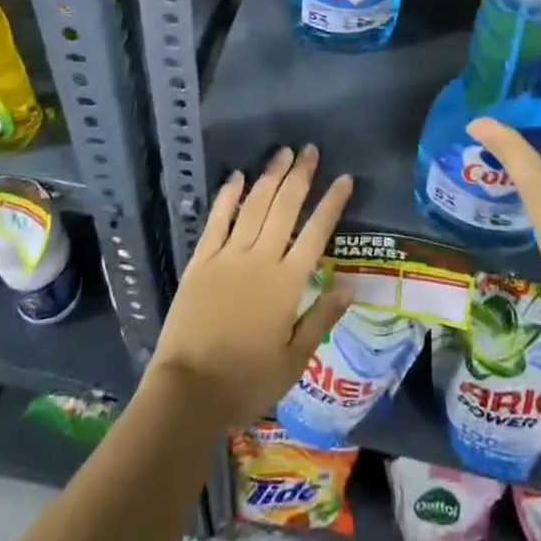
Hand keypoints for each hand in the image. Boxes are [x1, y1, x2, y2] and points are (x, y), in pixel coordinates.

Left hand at [148, 145, 353, 428]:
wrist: (189, 391)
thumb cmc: (246, 382)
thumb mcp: (293, 361)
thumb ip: (320, 318)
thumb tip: (351, 287)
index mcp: (288, 283)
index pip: (316, 233)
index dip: (332, 203)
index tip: (344, 178)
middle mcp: (261, 259)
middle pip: (285, 207)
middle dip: (300, 176)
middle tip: (310, 150)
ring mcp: (229, 255)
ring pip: (254, 205)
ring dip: (270, 176)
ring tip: (283, 153)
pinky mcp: (202, 260)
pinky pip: (217, 219)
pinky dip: (228, 196)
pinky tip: (237, 176)